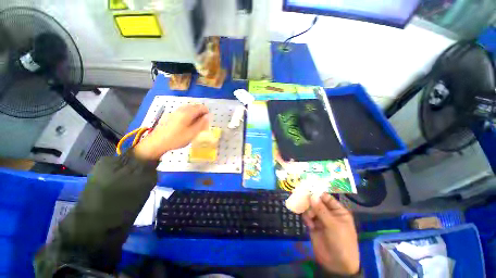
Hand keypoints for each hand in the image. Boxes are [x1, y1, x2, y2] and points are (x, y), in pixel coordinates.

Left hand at [134, 104, 209, 159]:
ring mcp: (174, 112)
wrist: (156, 142)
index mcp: (187, 113)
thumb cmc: (177, 138)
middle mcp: (181, 109)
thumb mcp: (192, 133)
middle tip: (203, 123)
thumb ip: (201, 123)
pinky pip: (183, 111)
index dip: (206, 112)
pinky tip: (187, 123)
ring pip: (188, 108)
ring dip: (194, 114)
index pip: (200, 107)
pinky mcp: (170, 115)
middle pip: (194, 106)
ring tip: (196, 123)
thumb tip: (208, 116)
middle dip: (201, 113)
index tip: (208, 120)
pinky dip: (188, 115)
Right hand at [303, 193, 359, 275]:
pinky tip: (310, 225)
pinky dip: (307, 218)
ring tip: (310, 218)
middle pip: (316, 202)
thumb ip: (321, 210)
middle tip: (303, 200)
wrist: (337, 265)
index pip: (326, 197)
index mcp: (338, 211)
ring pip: (310, 208)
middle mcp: (328, 213)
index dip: (317, 193)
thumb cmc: (341, 243)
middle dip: (310, 202)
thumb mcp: (333, 226)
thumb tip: (311, 195)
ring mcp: (320, 219)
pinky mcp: (313, 225)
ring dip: (308, 211)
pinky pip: (307, 216)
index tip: (307, 188)